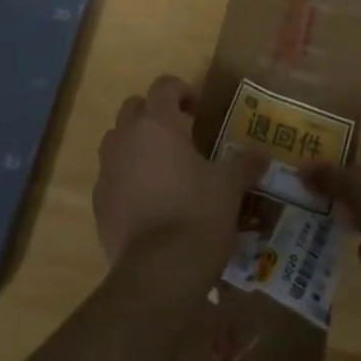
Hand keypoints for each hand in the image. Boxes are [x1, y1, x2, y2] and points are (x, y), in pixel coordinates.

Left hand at [94, 75, 261, 284]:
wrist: (157, 275)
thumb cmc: (197, 215)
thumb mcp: (229, 186)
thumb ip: (244, 163)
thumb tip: (262, 154)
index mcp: (158, 122)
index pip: (164, 85)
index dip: (183, 91)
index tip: (200, 111)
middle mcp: (126, 138)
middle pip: (134, 108)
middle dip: (154, 114)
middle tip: (180, 136)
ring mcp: (107, 171)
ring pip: (116, 140)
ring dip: (136, 144)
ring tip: (162, 168)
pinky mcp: (98, 204)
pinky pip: (110, 177)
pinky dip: (126, 179)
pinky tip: (148, 202)